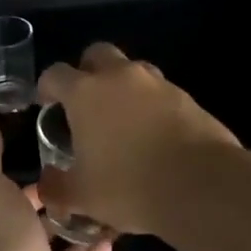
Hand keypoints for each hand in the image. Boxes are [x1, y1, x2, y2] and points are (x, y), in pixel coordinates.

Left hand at [0, 123, 111, 250]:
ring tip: (112, 203)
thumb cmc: (5, 245)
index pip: (14, 195)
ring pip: (64, 248)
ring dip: (83, 228)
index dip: (34, 179)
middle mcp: (16, 249)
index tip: (61, 159)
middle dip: (62, 203)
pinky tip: (116, 236)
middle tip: (94, 179)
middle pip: (40, 223)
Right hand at [35, 43, 242, 235]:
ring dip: (123, 85)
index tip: (47, 105)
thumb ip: (57, 187)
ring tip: (123, 118)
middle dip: (87, 70)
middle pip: (97, 54)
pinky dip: (152, 106)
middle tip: (86, 101)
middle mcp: (119, 77)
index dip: (47, 87)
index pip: (55, 74)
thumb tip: (47, 186)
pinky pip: (161, 92)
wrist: (203, 186)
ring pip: (133, 69)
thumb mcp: (82, 196)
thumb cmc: (130, 186)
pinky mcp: (187, 98)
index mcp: (85, 92)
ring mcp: (157, 84)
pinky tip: (154, 135)